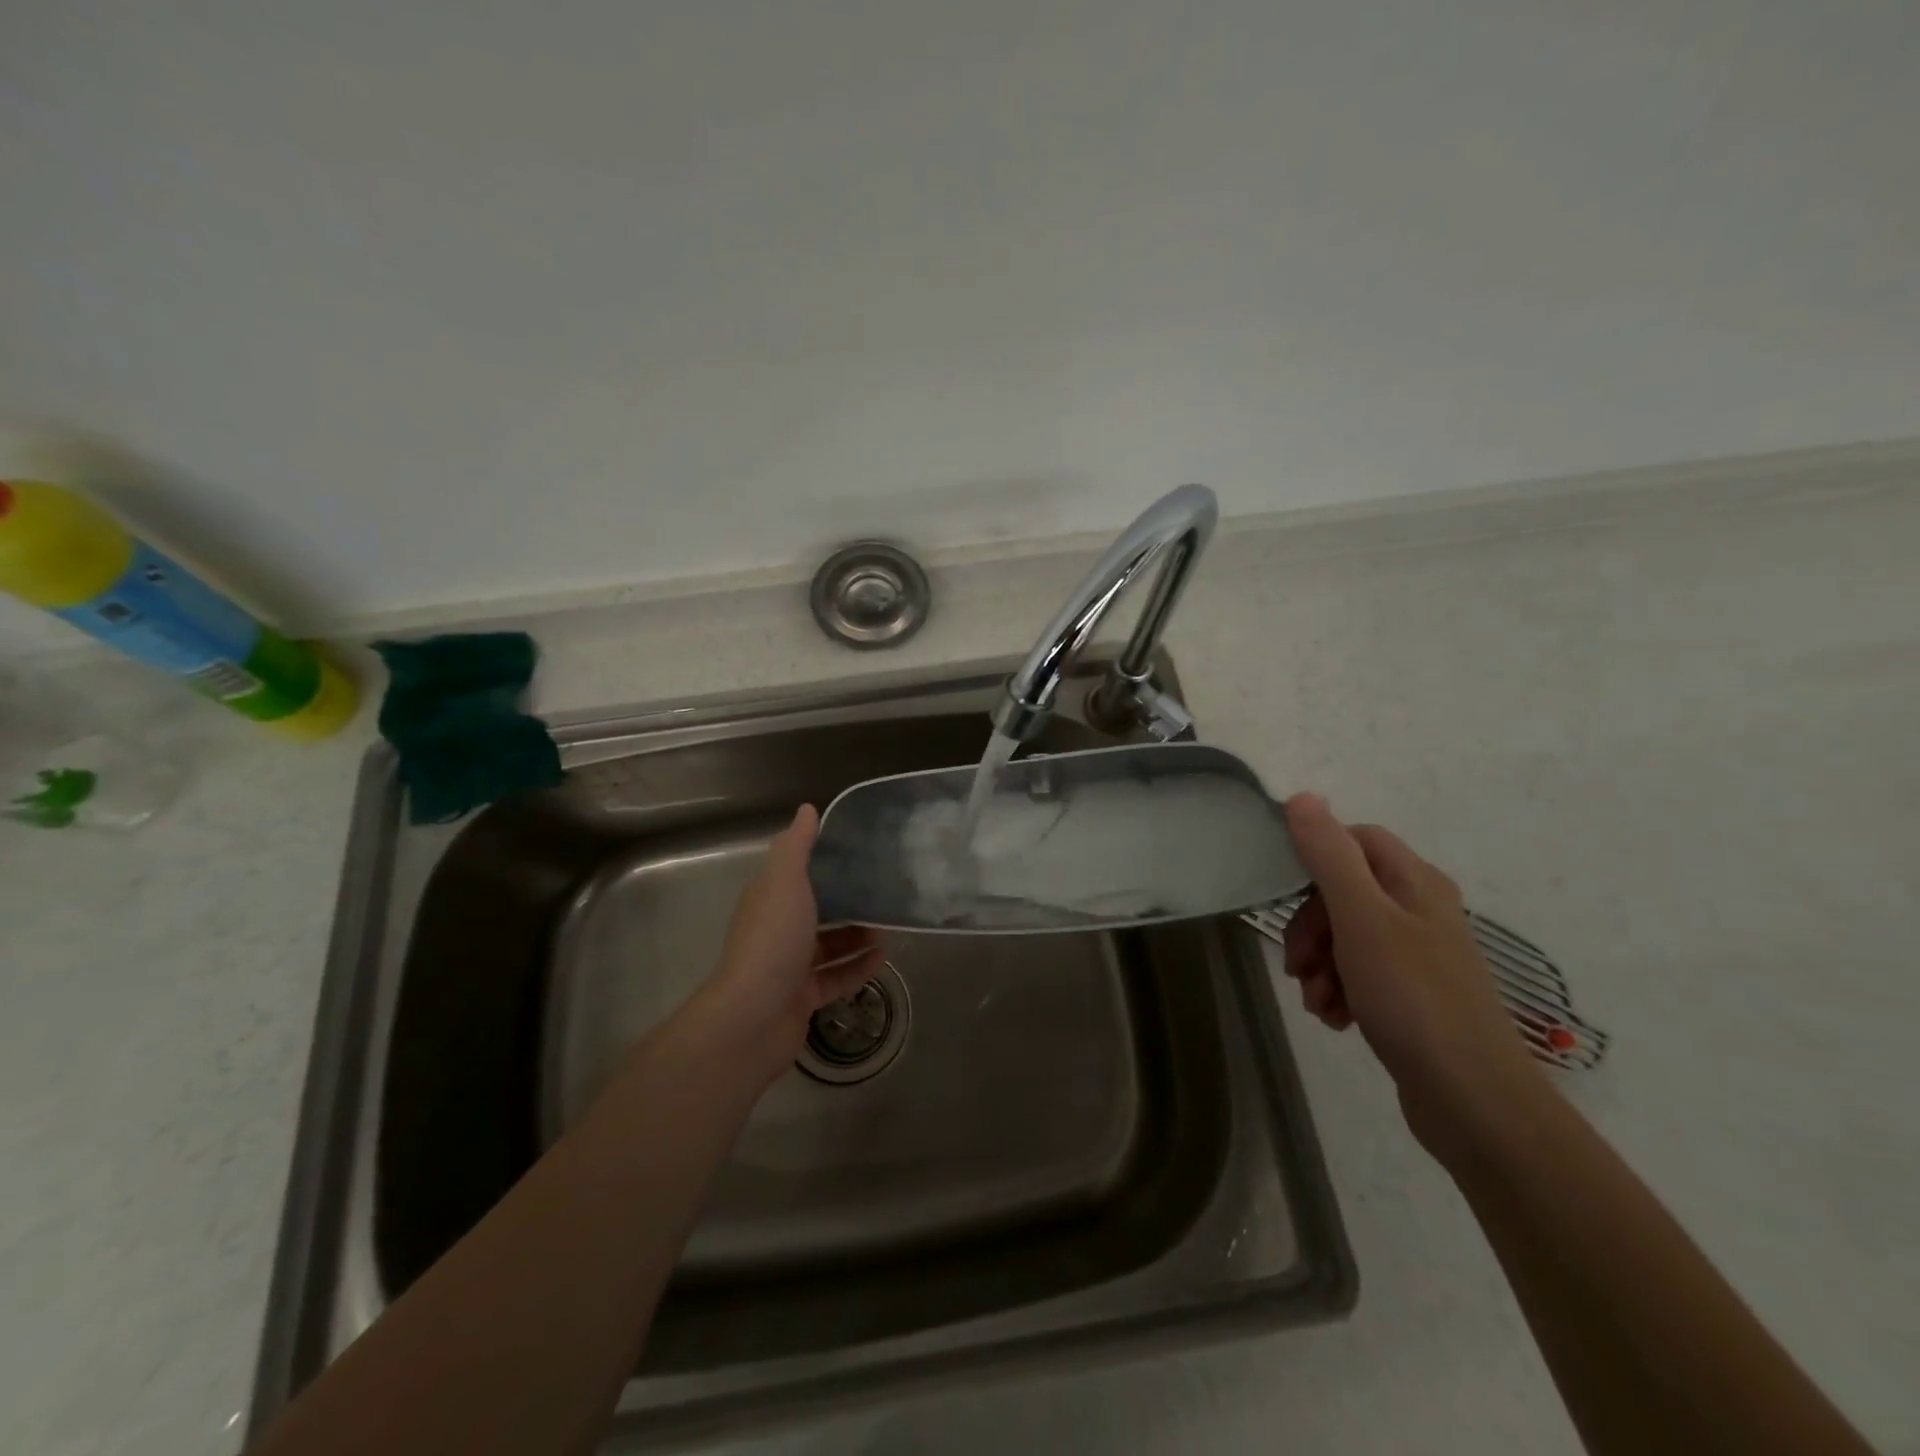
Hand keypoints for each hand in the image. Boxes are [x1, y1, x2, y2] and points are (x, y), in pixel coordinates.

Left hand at [696, 804, 886, 1086]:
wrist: (751, 1018)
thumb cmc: (772, 940)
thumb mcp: (785, 881)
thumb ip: (797, 846)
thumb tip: (808, 809)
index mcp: (769, 898)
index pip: (799, 871)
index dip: (827, 860)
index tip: (862, 851)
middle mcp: (777, 929)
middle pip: (817, 909)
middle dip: (849, 900)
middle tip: (885, 891)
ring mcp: (789, 966)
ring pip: (829, 944)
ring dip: (858, 935)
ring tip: (889, 925)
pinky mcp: (802, 998)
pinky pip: (836, 977)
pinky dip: (858, 967)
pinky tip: (884, 958)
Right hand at [1280, 793, 1549, 1164]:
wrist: (1473, 1101)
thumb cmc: (1413, 998)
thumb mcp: (1361, 919)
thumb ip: (1330, 856)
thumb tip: (1302, 797)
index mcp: (1415, 883)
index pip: (1355, 839)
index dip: (1316, 858)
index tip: (1287, 894)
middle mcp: (1420, 910)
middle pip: (1344, 891)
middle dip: (1310, 925)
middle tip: (1298, 963)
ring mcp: (1417, 956)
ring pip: (1345, 936)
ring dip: (1319, 964)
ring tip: (1316, 1001)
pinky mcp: (1411, 996)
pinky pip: (1359, 975)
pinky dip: (1338, 990)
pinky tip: (1335, 1019)